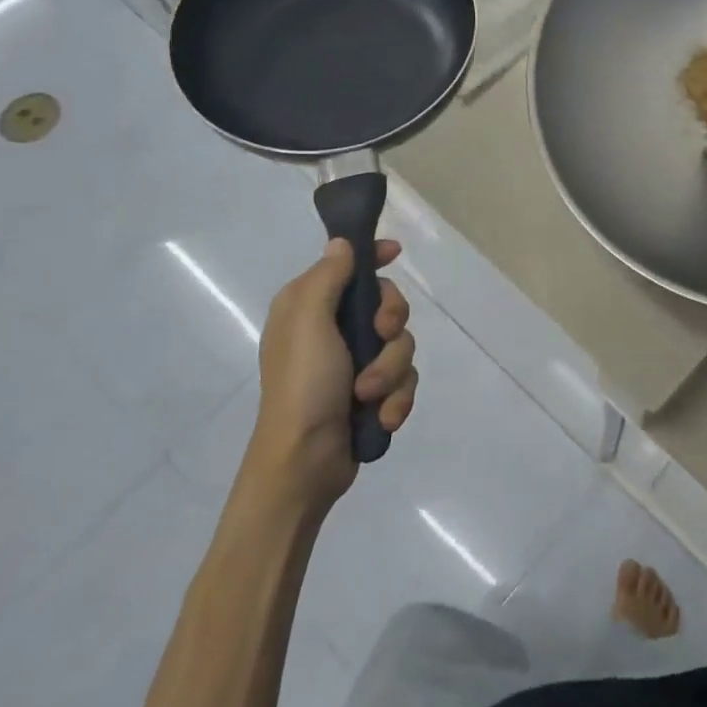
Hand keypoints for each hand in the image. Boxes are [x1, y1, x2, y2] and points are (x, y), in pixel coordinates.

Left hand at [248, 238, 417, 512]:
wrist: (304, 462)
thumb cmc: (302, 385)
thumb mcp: (308, 322)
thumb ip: (327, 278)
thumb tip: (341, 244)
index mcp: (309, 307)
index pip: (347, 266)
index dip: (372, 256)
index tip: (395, 253)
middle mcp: (332, 330)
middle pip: (387, 304)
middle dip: (391, 323)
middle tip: (379, 337)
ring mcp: (354, 363)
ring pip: (401, 346)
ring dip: (391, 371)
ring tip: (370, 396)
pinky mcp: (372, 394)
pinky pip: (403, 381)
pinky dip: (396, 398)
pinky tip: (381, 417)